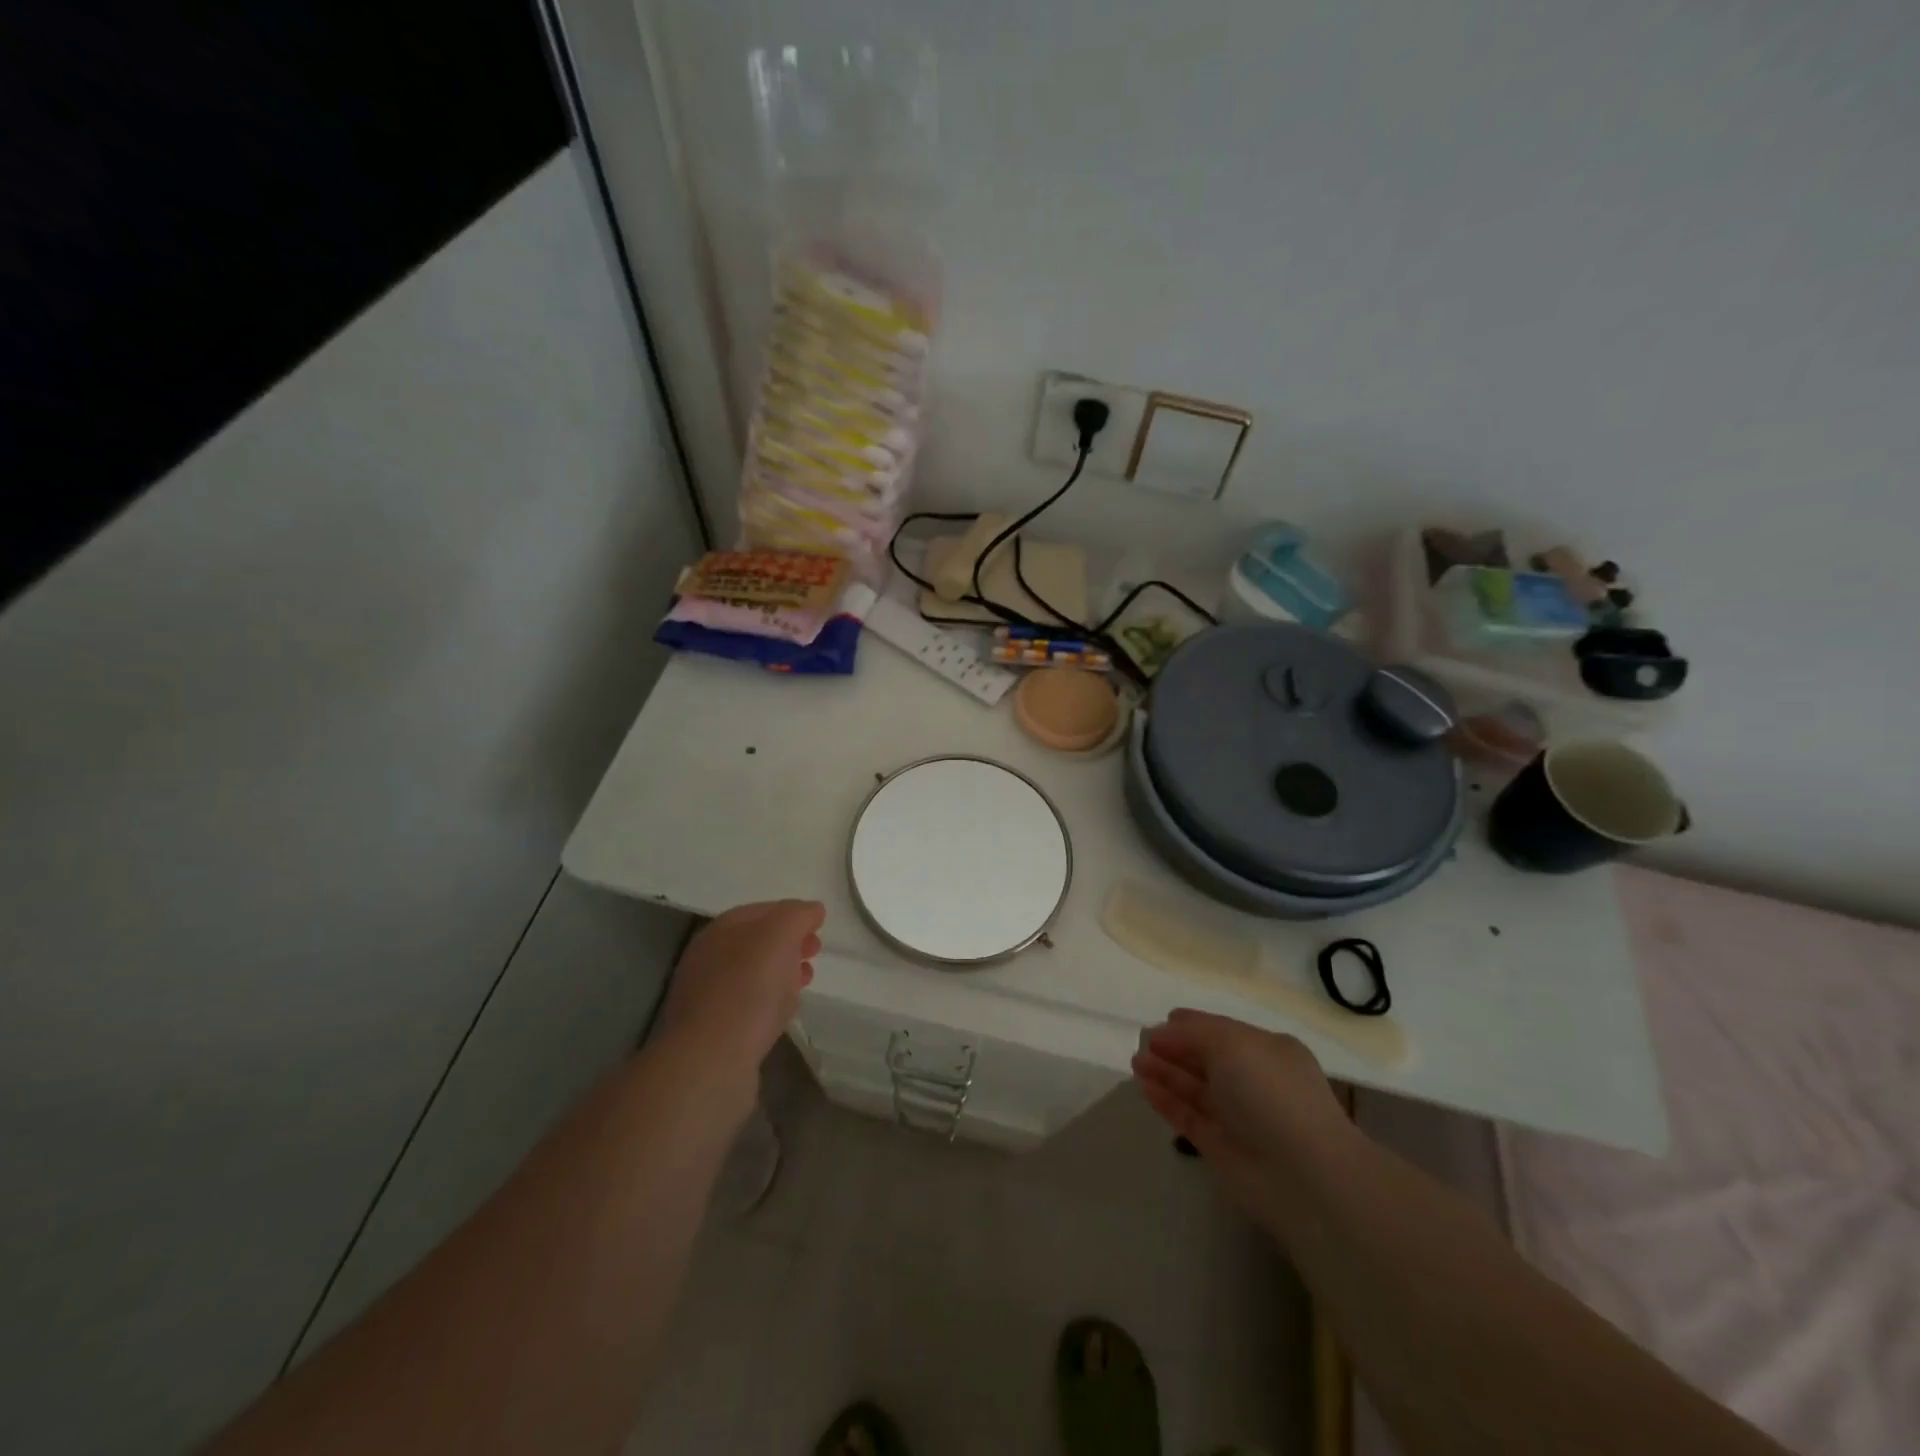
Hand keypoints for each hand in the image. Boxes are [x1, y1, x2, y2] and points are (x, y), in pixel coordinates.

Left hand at [656, 900, 823, 1074]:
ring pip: (754, 975)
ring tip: (806, 981)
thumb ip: (798, 915)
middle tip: (815, 951)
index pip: (760, 911)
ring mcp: (708, 997)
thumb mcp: (780, 935)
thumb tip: (812, 910)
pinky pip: (749, 1006)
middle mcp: (708, 959)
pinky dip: (771, 1002)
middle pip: (756, 943)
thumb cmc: (748, 988)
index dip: (791, 914)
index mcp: (720, 930)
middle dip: (789, 943)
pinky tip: (785, 1012)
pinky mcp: (715, 1032)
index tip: (818, 926)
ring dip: (782, 972)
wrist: (712, 1060)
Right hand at [1131, 1008, 1349, 1224]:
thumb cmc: (1270, 1093)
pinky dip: (1167, 1101)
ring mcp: (1238, 1117)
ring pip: (1195, 1088)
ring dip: (1166, 1073)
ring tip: (1135, 1062)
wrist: (1303, 1175)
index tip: (1162, 1020)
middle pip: (1207, 1059)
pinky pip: (1188, 1117)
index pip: (1223, 1031)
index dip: (1192, 1025)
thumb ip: (1192, 1033)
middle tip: (1141, 1042)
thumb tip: (1161, 1032)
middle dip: (1175, 1049)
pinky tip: (1144, 1087)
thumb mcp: (1231, 1044)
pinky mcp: (1222, 1148)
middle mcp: (1254, 1081)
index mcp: (1267, 1051)